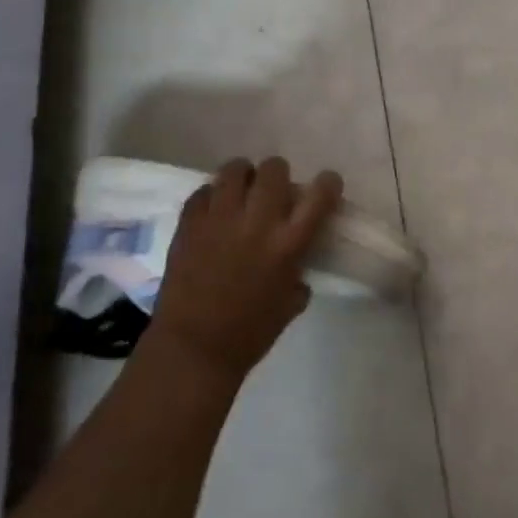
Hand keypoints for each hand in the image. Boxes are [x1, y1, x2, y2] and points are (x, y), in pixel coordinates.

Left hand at [143, 157, 343, 387]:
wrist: (194, 348)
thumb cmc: (250, 333)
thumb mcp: (291, 302)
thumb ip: (298, 270)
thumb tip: (296, 258)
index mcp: (289, 244)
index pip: (320, 194)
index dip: (328, 183)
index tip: (326, 186)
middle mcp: (257, 222)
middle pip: (274, 169)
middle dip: (279, 175)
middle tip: (275, 191)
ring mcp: (219, 219)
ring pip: (234, 169)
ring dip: (244, 177)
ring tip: (242, 191)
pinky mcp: (189, 224)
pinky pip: (203, 191)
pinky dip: (212, 196)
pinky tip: (214, 211)